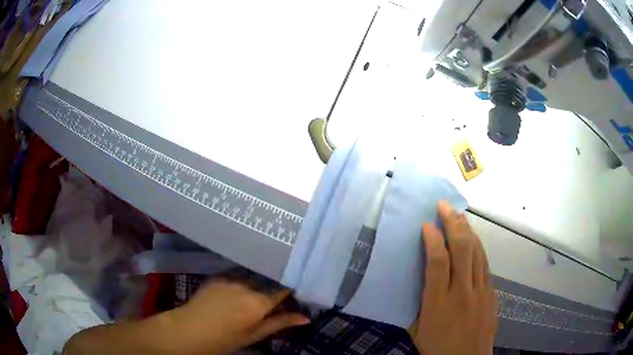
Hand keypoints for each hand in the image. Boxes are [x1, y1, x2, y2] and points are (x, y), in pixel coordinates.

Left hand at [164, 280, 309, 354]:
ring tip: (264, 284)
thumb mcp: (254, 334)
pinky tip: (243, 285)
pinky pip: (237, 272)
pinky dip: (245, 278)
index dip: (292, 289)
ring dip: (261, 278)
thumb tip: (306, 318)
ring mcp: (230, 277)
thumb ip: (280, 323)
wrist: (190, 329)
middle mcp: (246, 285)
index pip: (283, 289)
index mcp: (258, 302)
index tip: (298, 290)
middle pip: (268, 278)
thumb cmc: (225, 339)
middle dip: (276, 282)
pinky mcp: (218, 275)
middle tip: (281, 289)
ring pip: (253, 273)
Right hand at [409, 201, 497, 354]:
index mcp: (439, 303)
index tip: (426, 224)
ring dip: (467, 230)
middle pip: (462, 249)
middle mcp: (462, 292)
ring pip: (476, 252)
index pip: (438, 262)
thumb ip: (415, 304)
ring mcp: (481, 291)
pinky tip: (472, 238)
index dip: (432, 239)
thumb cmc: (437, 347)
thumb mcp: (416, 330)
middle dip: (453, 223)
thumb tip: (413, 280)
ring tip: (458, 215)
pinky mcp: (491, 292)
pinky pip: (485, 263)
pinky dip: (478, 246)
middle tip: (444, 206)